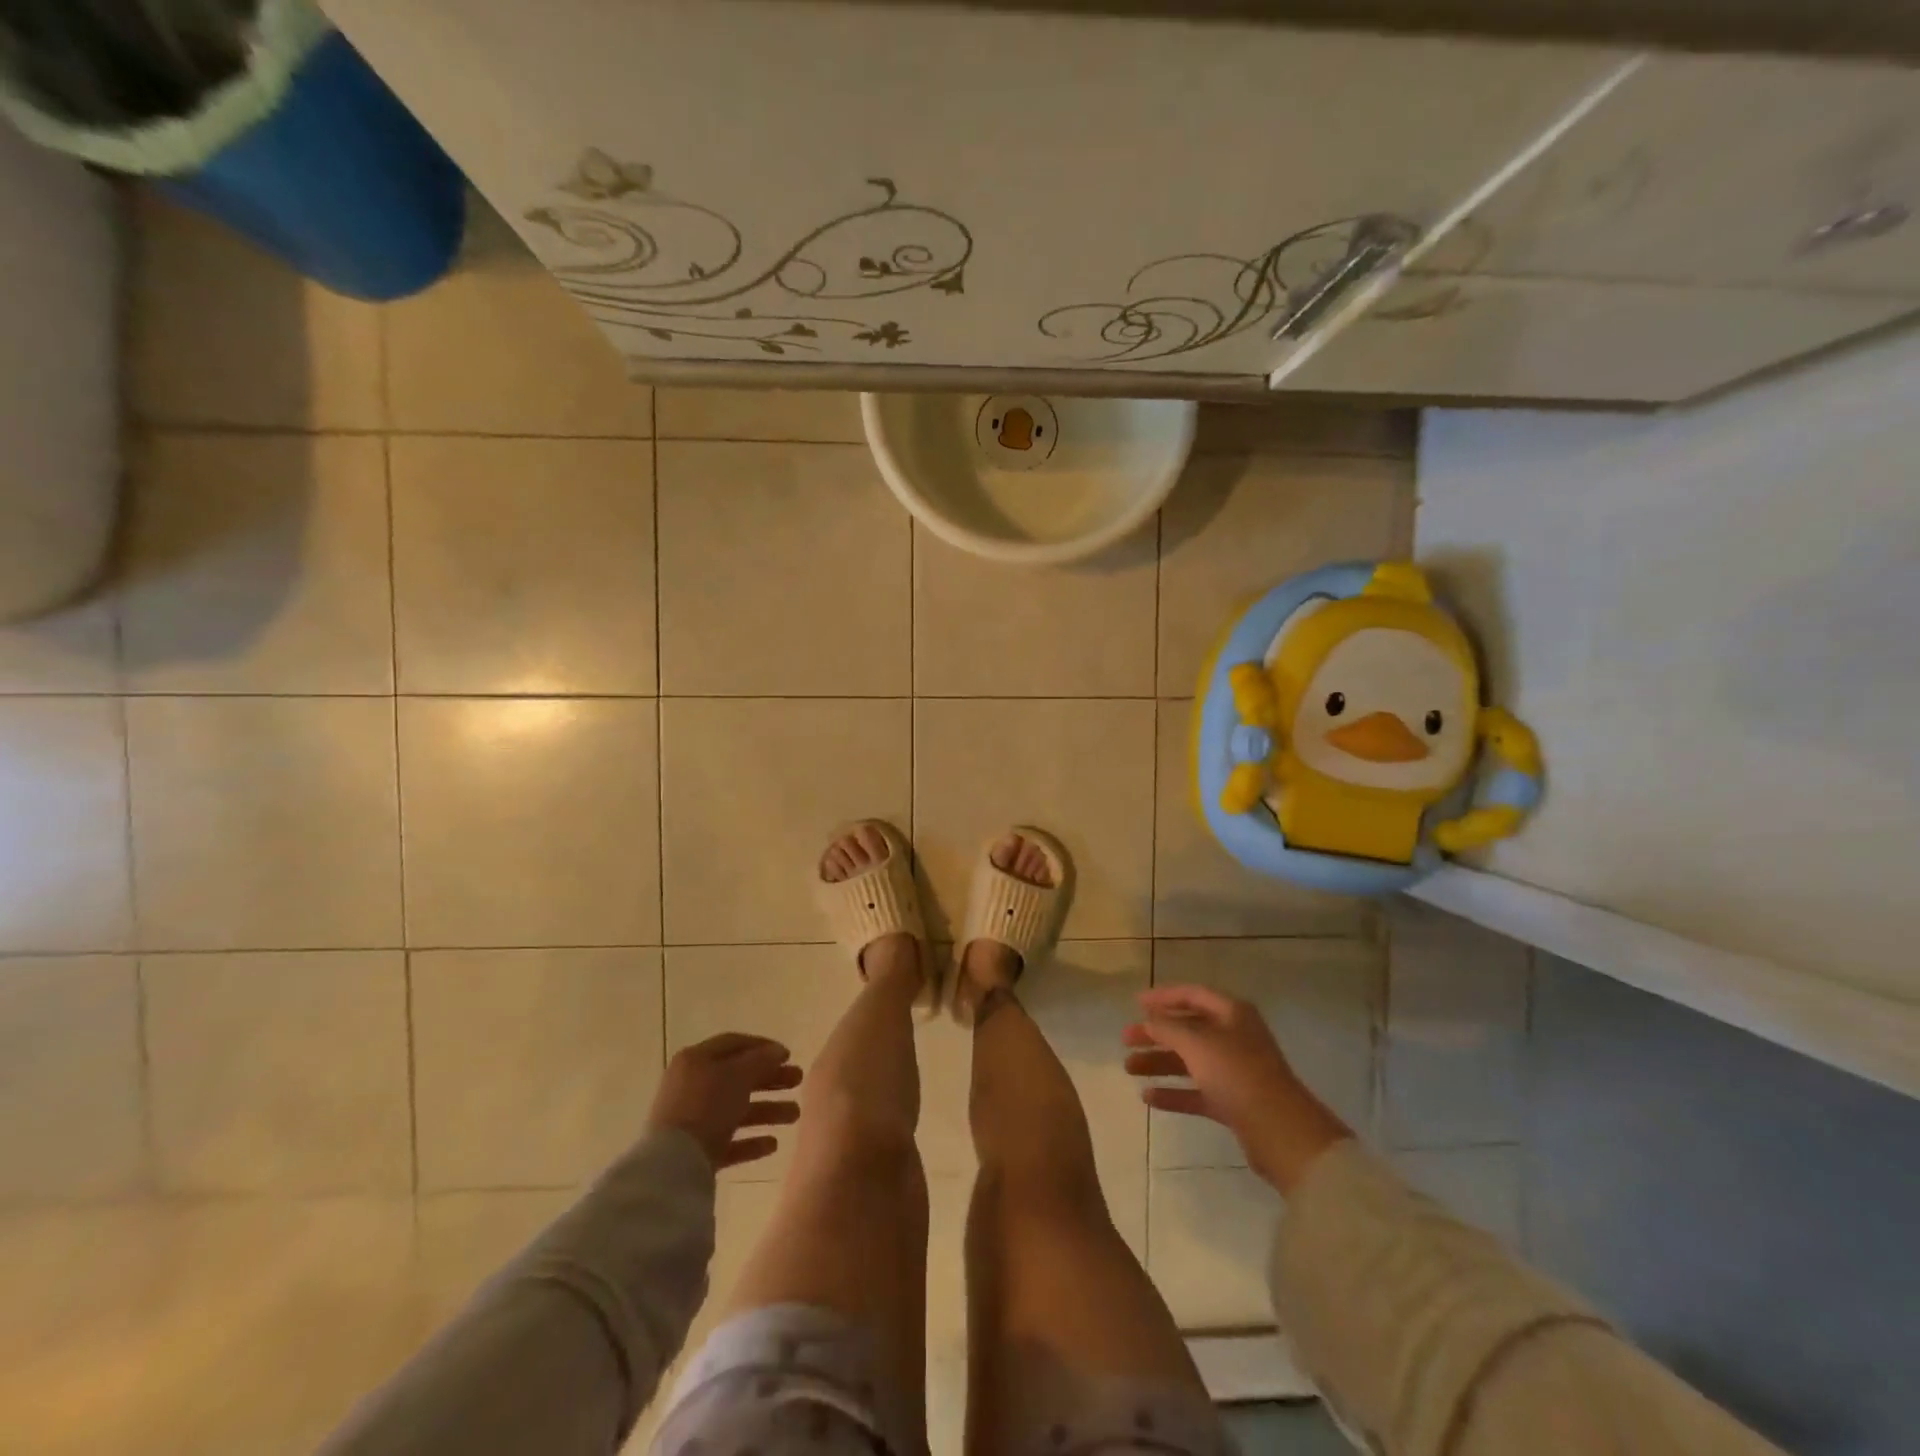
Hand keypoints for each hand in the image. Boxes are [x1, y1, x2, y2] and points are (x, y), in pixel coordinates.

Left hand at [647, 1033, 802, 1169]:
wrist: (672, 1166)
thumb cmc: (707, 1106)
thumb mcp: (739, 1075)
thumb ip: (761, 1060)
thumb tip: (777, 1052)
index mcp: (696, 1060)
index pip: (734, 1044)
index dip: (763, 1046)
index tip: (789, 1055)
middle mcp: (692, 1086)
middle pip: (738, 1077)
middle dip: (771, 1079)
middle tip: (799, 1081)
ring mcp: (692, 1120)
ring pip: (736, 1110)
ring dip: (767, 1110)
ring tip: (795, 1115)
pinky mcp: (695, 1152)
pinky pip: (729, 1141)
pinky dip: (751, 1141)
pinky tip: (773, 1144)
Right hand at [1123, 985, 1349, 1191]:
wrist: (1280, 1131)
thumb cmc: (1237, 1073)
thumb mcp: (1197, 1042)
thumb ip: (1168, 1027)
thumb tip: (1149, 1020)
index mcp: (1232, 1014)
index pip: (1193, 995)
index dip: (1164, 996)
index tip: (1136, 1003)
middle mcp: (1234, 1037)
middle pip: (1188, 1029)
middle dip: (1156, 1033)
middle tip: (1125, 1039)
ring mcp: (1234, 1071)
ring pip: (1190, 1061)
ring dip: (1159, 1063)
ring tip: (1129, 1068)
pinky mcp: (1233, 1102)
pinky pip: (1196, 1091)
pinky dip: (1173, 1092)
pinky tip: (1148, 1097)